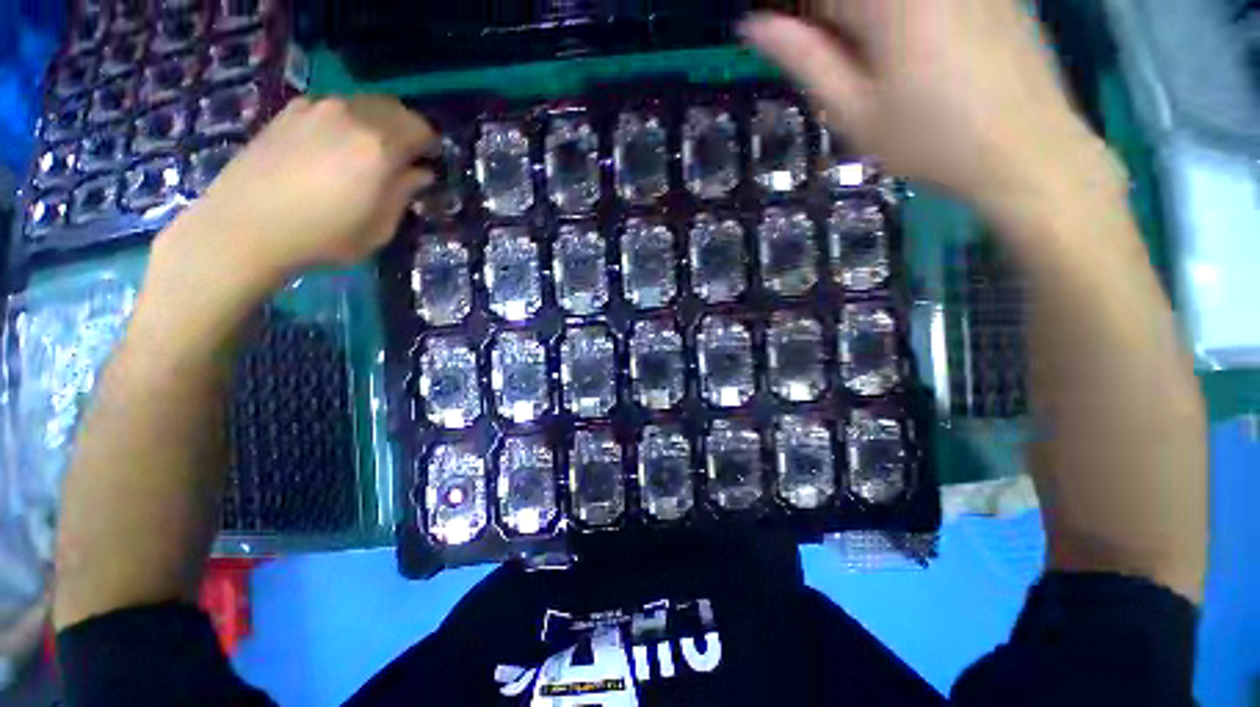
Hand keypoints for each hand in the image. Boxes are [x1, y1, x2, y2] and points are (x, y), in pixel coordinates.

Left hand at [156, 95, 436, 286]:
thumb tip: (420, 173)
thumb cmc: (323, 237)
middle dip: (407, 130)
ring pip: (362, 104)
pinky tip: (335, 145)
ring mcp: (316, 109)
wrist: (244, 228)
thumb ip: (404, 194)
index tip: (430, 163)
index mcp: (379, 147)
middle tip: (406, 156)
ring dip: (376, 123)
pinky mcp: (288, 113)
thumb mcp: (380, 228)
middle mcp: (351, 117)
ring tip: (369, 151)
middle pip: (394, 109)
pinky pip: (331, 107)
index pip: (421, 130)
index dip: (431, 146)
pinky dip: (345, 120)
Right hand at [740, 0, 1119, 216]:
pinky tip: (911, 53)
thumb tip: (754, 26)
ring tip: (874, 67)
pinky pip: (923, 1)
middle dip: (831, 22)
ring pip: (884, 2)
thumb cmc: (930, 140)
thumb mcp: (854, 110)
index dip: (796, 18)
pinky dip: (895, 20)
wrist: (1026, 150)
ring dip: (861, 25)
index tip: (789, 46)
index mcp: (889, 1)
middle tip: (834, 64)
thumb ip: (806, 59)